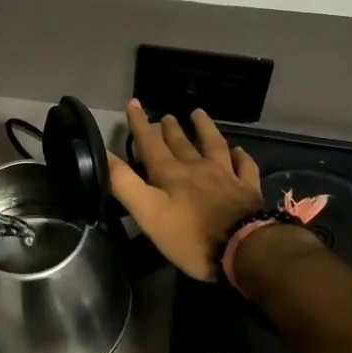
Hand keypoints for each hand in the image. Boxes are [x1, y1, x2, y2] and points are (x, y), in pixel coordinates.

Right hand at [107, 102, 263, 282]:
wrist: (244, 249)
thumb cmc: (191, 236)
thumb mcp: (148, 213)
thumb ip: (124, 184)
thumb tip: (103, 154)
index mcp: (171, 174)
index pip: (150, 143)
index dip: (140, 124)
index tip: (133, 103)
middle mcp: (197, 168)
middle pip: (181, 143)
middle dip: (170, 129)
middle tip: (166, 116)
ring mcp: (226, 176)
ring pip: (214, 145)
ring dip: (205, 128)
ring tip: (198, 114)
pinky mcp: (248, 189)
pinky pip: (244, 166)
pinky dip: (240, 155)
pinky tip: (238, 150)